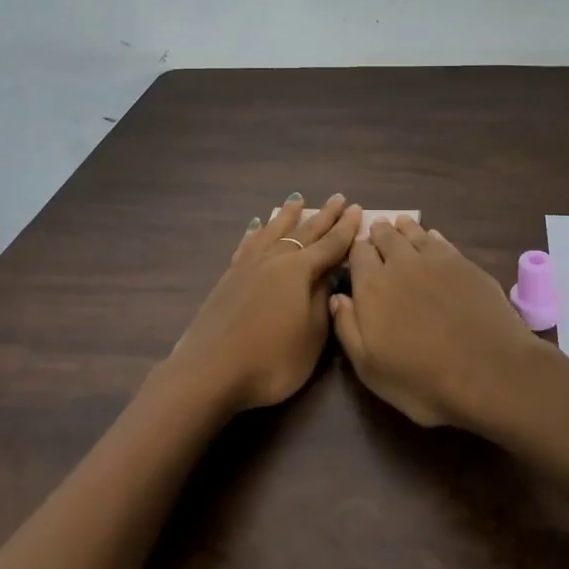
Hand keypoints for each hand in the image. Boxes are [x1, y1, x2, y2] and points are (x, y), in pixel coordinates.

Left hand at [160, 194, 362, 413]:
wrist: (210, 371)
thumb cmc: (272, 360)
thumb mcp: (312, 336)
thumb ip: (322, 301)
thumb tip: (328, 274)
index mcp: (299, 271)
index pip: (330, 245)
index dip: (346, 229)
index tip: (357, 209)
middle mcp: (274, 259)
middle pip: (304, 232)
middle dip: (324, 216)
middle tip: (338, 198)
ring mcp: (249, 266)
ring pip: (273, 231)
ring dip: (288, 216)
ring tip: (297, 200)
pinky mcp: (229, 277)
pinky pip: (247, 244)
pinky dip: (255, 232)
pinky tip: (256, 225)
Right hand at [329, 219, 545, 428]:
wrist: (489, 372)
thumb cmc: (422, 379)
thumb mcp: (370, 368)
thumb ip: (348, 328)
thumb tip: (337, 297)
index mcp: (372, 287)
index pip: (357, 253)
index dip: (355, 251)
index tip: (355, 253)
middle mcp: (401, 264)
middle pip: (385, 237)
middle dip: (378, 233)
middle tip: (376, 230)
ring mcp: (436, 261)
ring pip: (414, 233)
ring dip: (403, 228)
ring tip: (400, 223)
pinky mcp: (465, 264)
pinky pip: (442, 241)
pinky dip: (431, 237)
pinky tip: (432, 237)